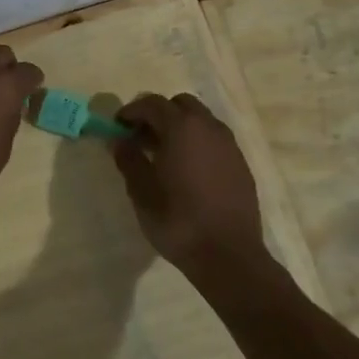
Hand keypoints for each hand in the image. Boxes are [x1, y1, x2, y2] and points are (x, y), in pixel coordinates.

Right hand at [112, 93, 266, 279]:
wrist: (228, 255)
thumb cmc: (178, 221)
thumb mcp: (141, 192)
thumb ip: (129, 160)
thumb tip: (119, 140)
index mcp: (181, 128)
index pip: (152, 103)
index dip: (131, 112)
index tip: (117, 127)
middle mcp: (208, 127)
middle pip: (180, 104)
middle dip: (158, 114)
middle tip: (141, 138)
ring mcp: (229, 144)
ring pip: (200, 120)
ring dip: (179, 127)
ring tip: (163, 155)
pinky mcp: (240, 163)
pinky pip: (214, 139)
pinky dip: (197, 142)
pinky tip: (187, 170)